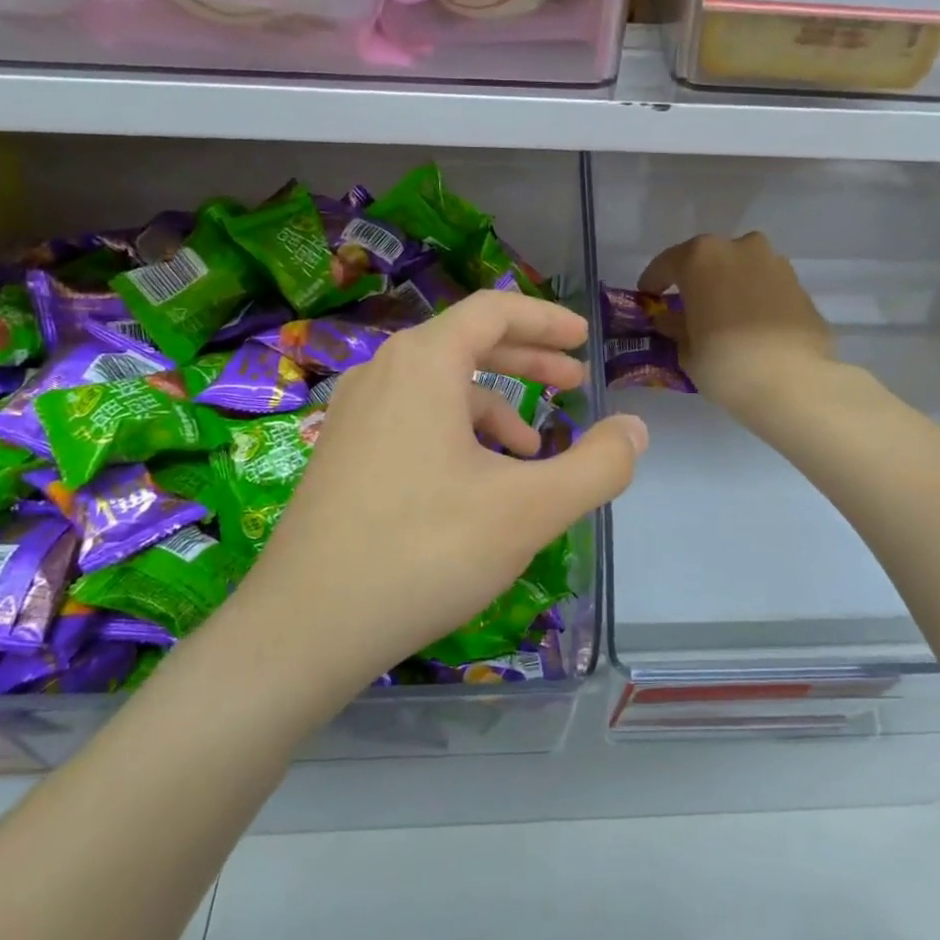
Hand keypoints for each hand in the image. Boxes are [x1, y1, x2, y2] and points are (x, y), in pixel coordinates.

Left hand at [250, 291, 647, 682]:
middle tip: (575, 383)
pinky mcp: (343, 454)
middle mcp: (382, 373)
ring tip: (532, 450)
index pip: (494, 310)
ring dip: (495, 405)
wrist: (304, 629)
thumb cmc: (424, 551)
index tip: (584, 339)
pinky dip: (457, 434)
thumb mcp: (530, 509)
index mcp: (423, 363)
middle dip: (528, 360)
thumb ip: (598, 466)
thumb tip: (636, 429)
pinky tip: (476, 485)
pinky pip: (413, 420)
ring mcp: (354, 415)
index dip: (546, 319)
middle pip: (467, 342)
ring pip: (439, 386)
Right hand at [639, 233, 834, 421]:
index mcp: (701, 257)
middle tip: (689, 306)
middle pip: (709, 260)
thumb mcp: (688, 351)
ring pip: (742, 270)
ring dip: (730, 287)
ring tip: (725, 317)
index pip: (667, 263)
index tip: (648, 296)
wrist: (794, 382)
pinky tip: (753, 326)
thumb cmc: (726, 363)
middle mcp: (740, 248)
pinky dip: (756, 300)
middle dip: (697, 280)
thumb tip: (670, 320)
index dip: (654, 281)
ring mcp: (775, 263)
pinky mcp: (800, 286)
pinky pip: (767, 288)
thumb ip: (676, 328)